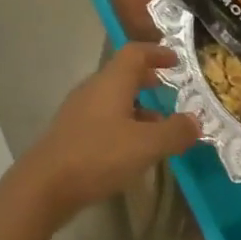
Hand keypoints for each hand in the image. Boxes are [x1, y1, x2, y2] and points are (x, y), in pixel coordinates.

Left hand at [17, 44, 200, 225]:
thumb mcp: (145, 145)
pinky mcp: (71, 133)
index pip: (135, 52)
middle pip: (123, 73)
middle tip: (171, 89)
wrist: (44, 186)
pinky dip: (123, 123)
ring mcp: (79, 111)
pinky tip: (132, 148)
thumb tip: (196, 121)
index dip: (157, 52)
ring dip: (137, 105)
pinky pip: (103, 118)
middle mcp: (94, 88)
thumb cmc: (98, 155)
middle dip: (148, 79)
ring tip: (159, 125)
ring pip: (113, 98)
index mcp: (111, 81)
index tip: (177, 60)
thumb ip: (174, 132)